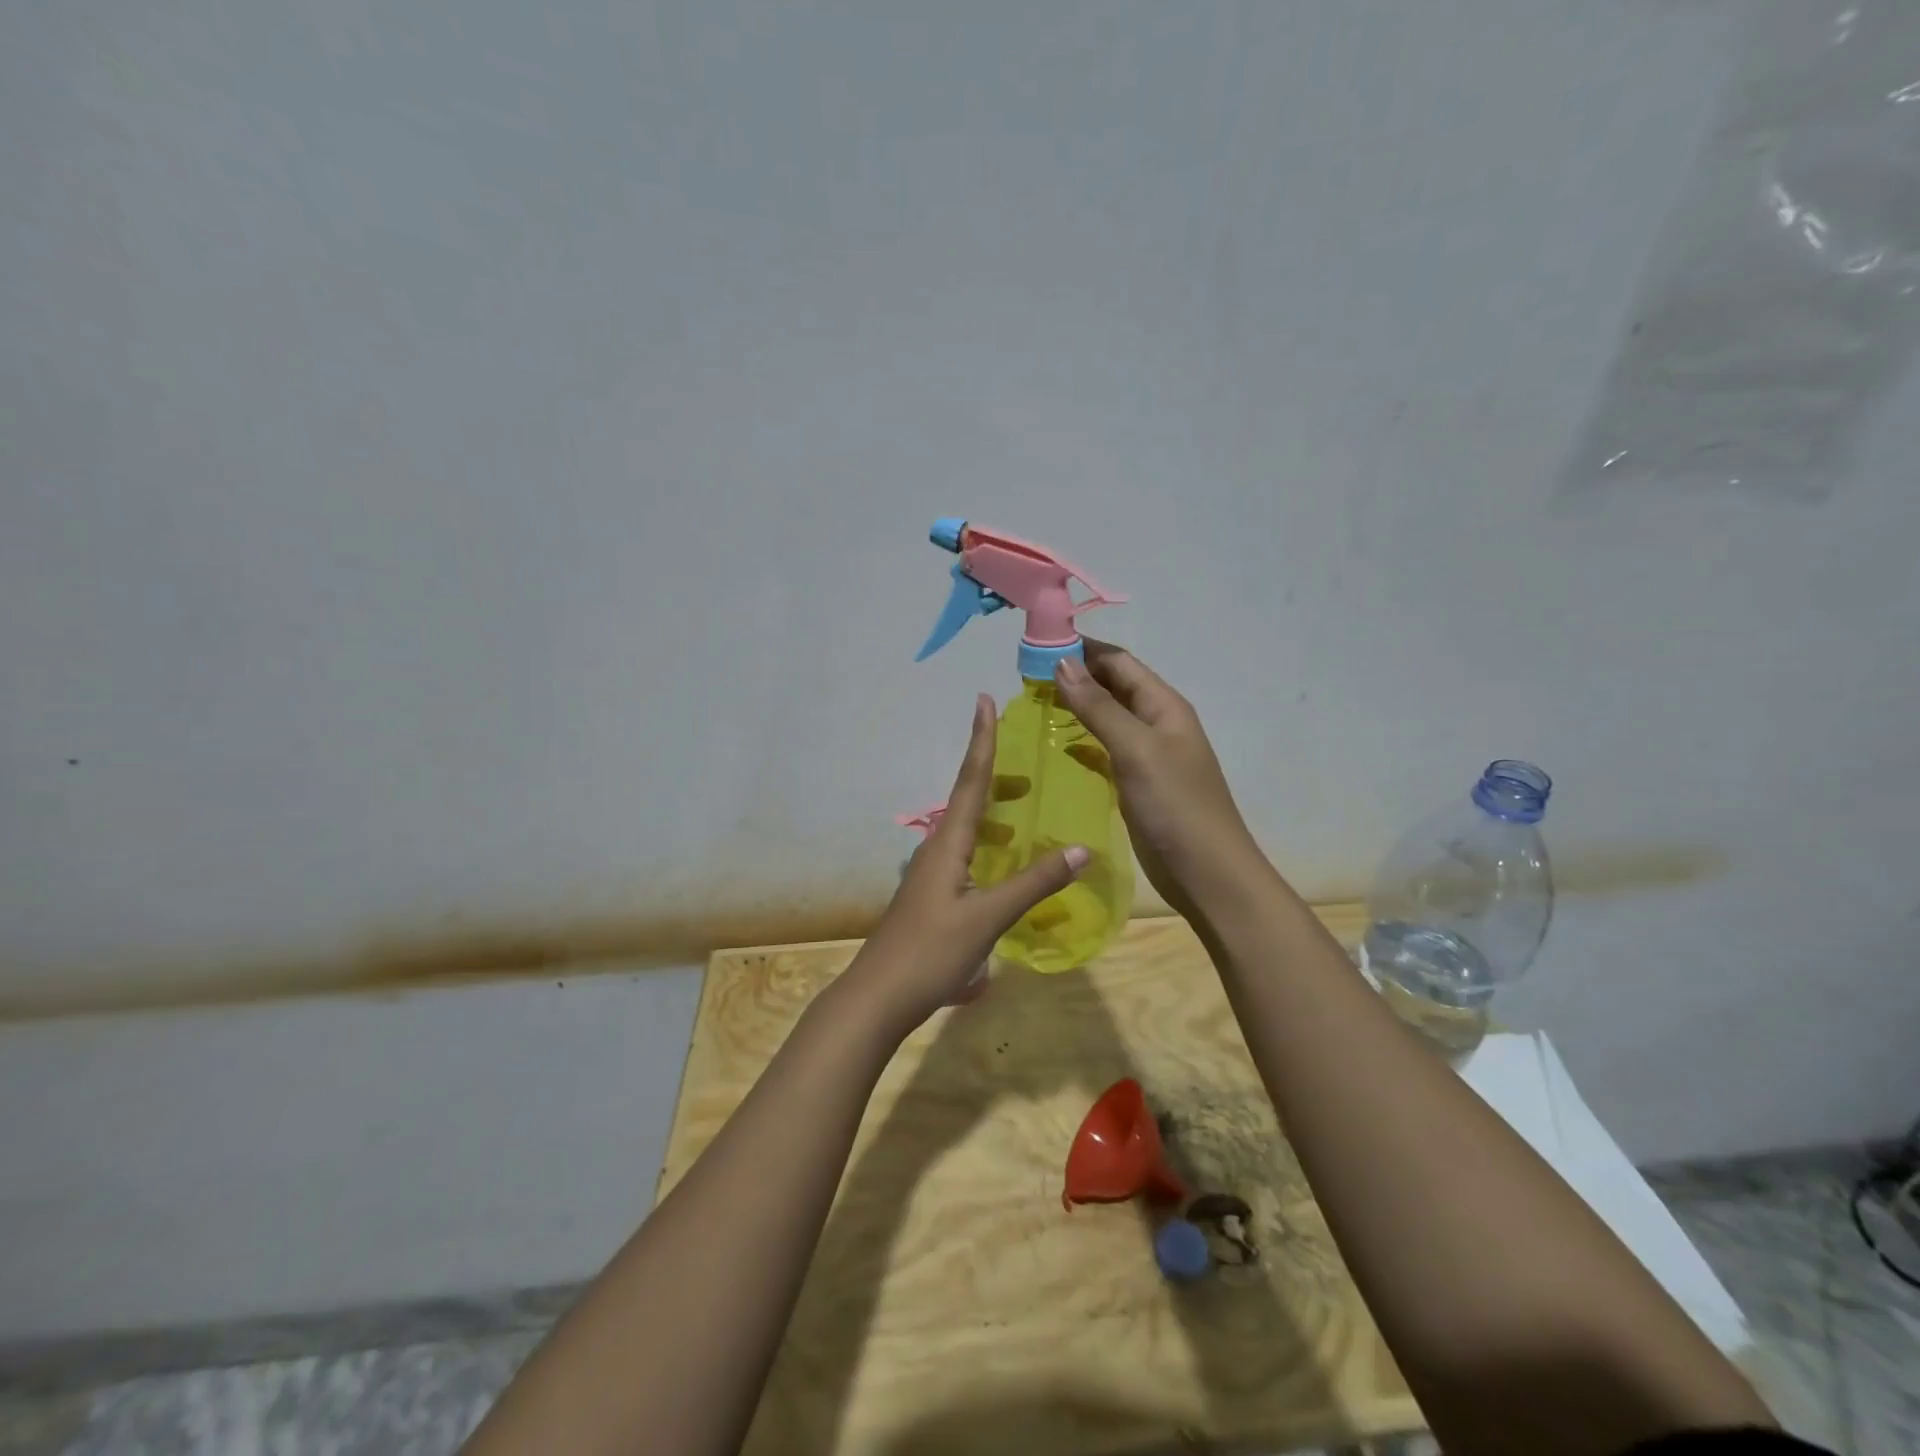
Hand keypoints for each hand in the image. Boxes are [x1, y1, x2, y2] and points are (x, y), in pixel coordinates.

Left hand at [841, 694, 1089, 1035]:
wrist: (879, 996)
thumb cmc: (931, 951)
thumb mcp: (989, 917)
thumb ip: (1035, 883)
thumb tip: (1080, 849)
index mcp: (948, 843)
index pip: (970, 780)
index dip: (981, 740)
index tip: (983, 701)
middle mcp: (937, 849)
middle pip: (967, 801)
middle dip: (995, 778)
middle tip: (1029, 771)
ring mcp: (931, 875)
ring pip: (966, 830)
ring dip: (993, 815)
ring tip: (1024, 817)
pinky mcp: (932, 897)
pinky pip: (965, 856)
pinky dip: (988, 847)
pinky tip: (1005, 869)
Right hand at [1053, 642, 1260, 919]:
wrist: (1207, 874)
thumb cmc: (1175, 806)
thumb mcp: (1136, 750)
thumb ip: (1099, 707)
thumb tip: (1062, 663)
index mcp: (1163, 705)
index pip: (1118, 662)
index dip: (1081, 649)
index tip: (1036, 646)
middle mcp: (1155, 723)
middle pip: (1112, 686)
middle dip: (1074, 675)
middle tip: (1025, 676)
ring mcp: (1146, 755)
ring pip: (1106, 718)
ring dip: (1075, 707)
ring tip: (1032, 704)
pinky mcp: (1135, 783)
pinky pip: (1104, 750)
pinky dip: (1080, 742)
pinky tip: (1055, 745)